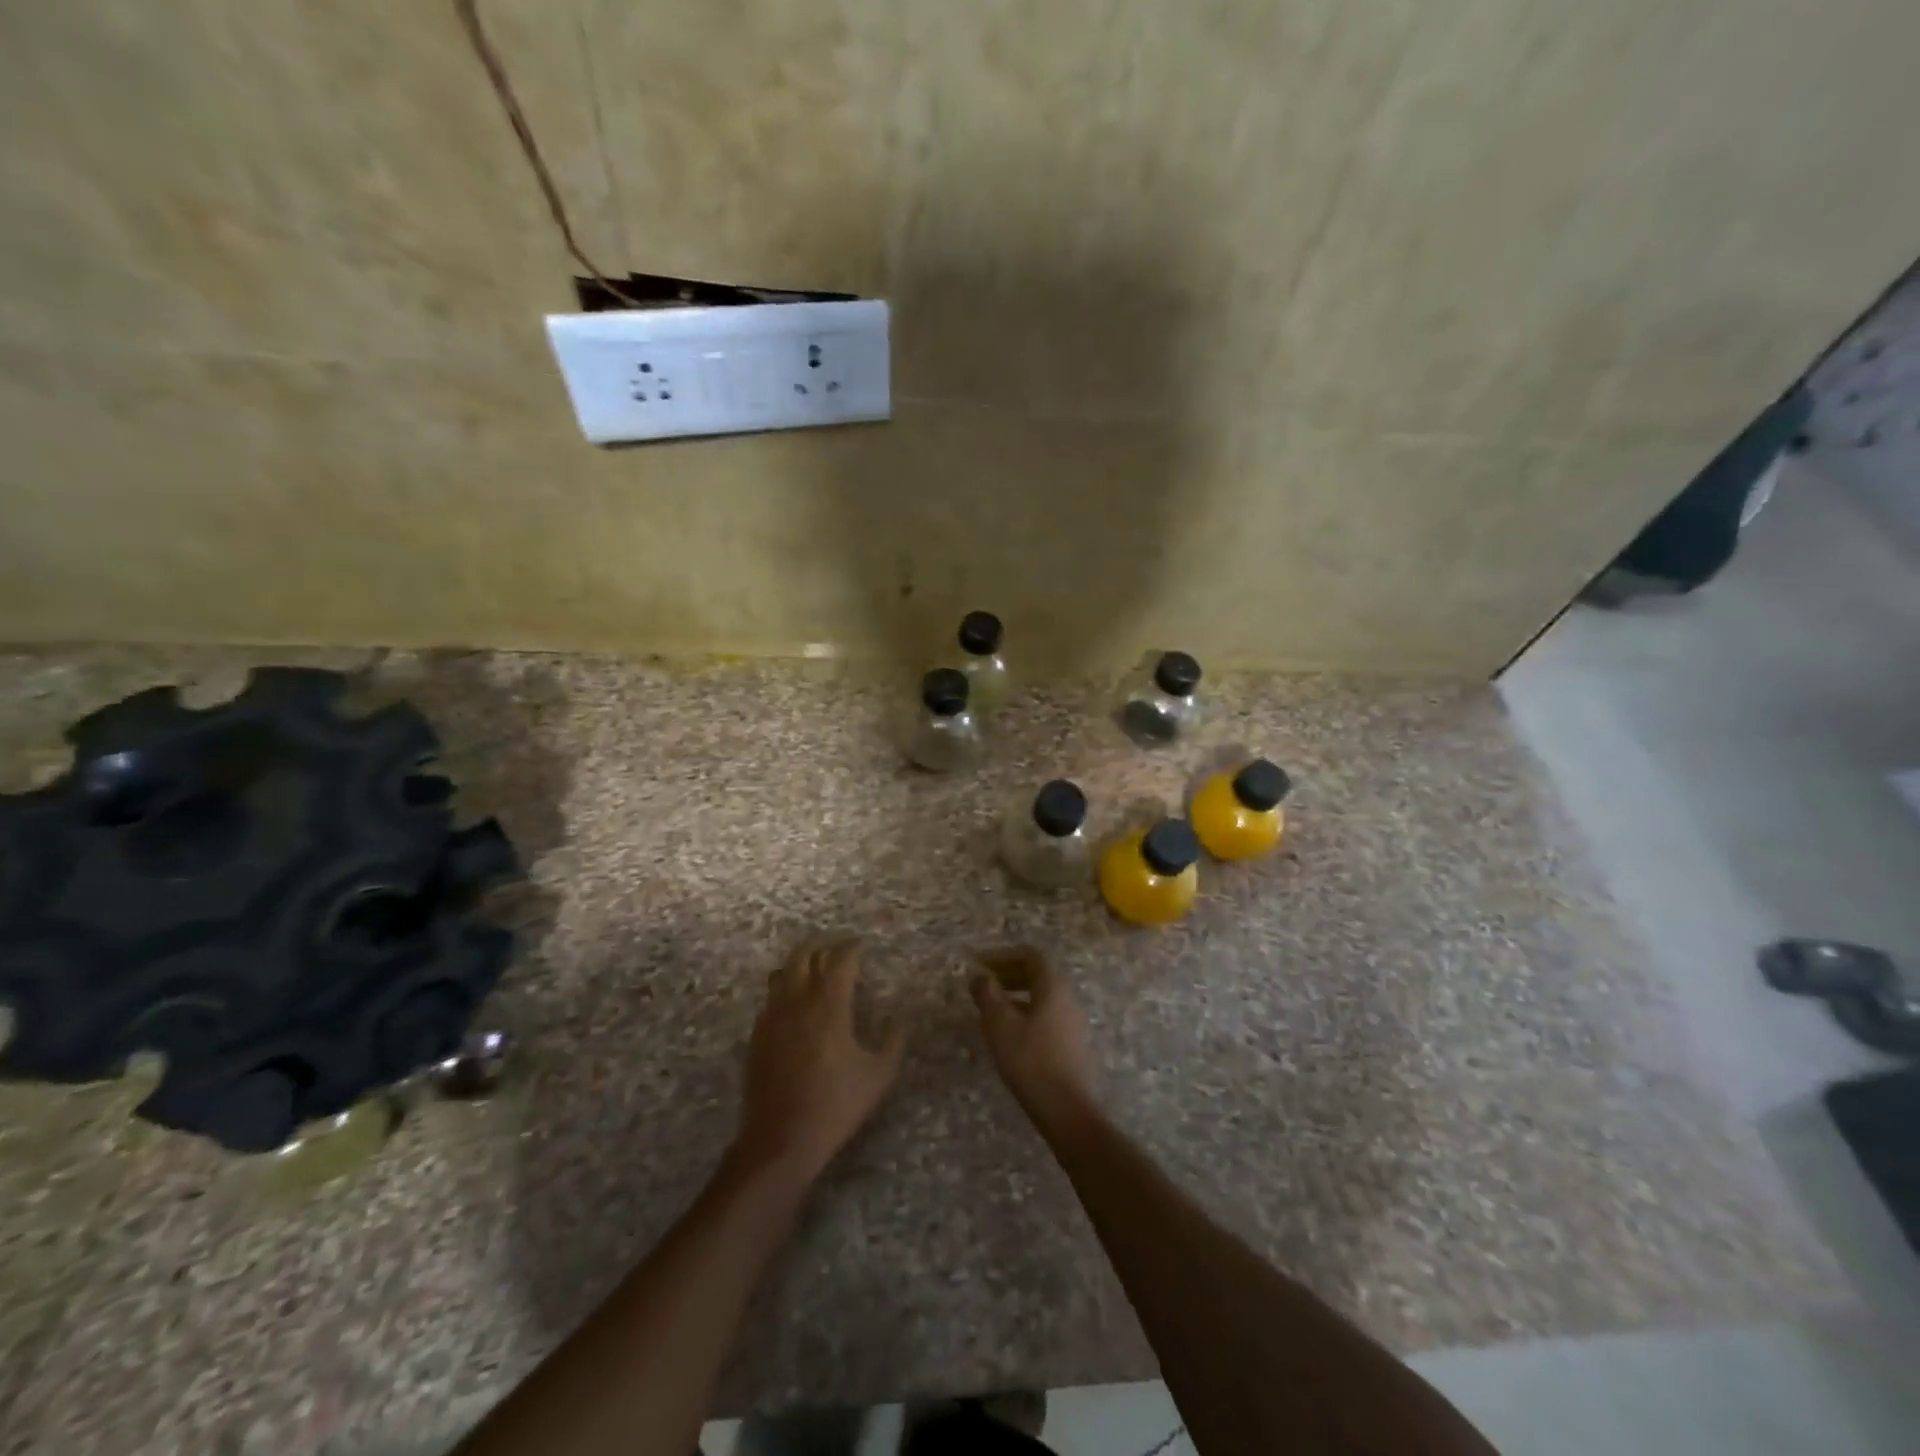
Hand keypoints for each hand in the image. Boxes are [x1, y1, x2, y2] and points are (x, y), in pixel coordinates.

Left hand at [735, 938, 905, 1183]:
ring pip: (781, 973)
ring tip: (813, 968)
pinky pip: (770, 999)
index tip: (862, 945)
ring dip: (798, 964)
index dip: (852, 947)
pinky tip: (793, 1005)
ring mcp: (772, 1018)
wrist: (781, 1139)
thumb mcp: (878, 1076)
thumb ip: (893, 1042)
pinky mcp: (757, 1036)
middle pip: (803, 955)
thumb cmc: (836, 1105)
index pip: (840, 960)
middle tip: (836, 947)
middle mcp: (797, 1002)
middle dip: (821, 944)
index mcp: (829, 1006)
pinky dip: (783, 990)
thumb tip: (901, 1019)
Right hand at [971, 946, 1097, 1130]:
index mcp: (1052, 985)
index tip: (979, 964)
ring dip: (1015, 995)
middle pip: (1037, 974)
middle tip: (984, 985)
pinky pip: (1046, 1015)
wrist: (1065, 1107)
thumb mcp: (999, 1023)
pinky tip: (1010, 1034)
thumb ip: (987, 994)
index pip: (1029, 955)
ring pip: (1041, 996)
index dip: (1002, 955)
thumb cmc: (1029, 1058)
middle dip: (1008, 974)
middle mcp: (1067, 997)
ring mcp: (1072, 1021)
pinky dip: (1025, 1013)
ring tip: (991, 1010)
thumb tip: (979, 977)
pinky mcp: (1072, 1043)